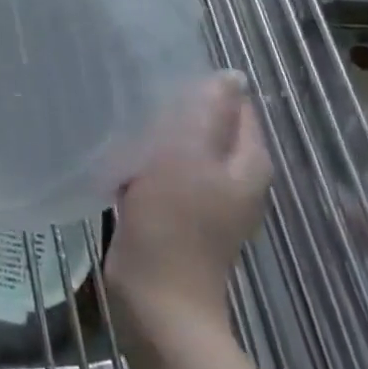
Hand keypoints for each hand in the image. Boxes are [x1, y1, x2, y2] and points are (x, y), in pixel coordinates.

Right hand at [102, 71, 270, 340]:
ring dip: (157, 132)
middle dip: (176, 106)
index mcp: (248, 162)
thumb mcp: (188, 157)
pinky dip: (146, 158)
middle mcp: (233, 178)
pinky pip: (163, 172)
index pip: (235, 106)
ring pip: (182, 148)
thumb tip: (231, 76)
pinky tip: (119, 151)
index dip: (203, 85)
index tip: (161, 70)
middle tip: (136, 87)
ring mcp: (205, 198)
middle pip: (208, 126)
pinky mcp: (176, 214)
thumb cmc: (174, 223)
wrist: (156, 298)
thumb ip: (209, 114)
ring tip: (123, 113)